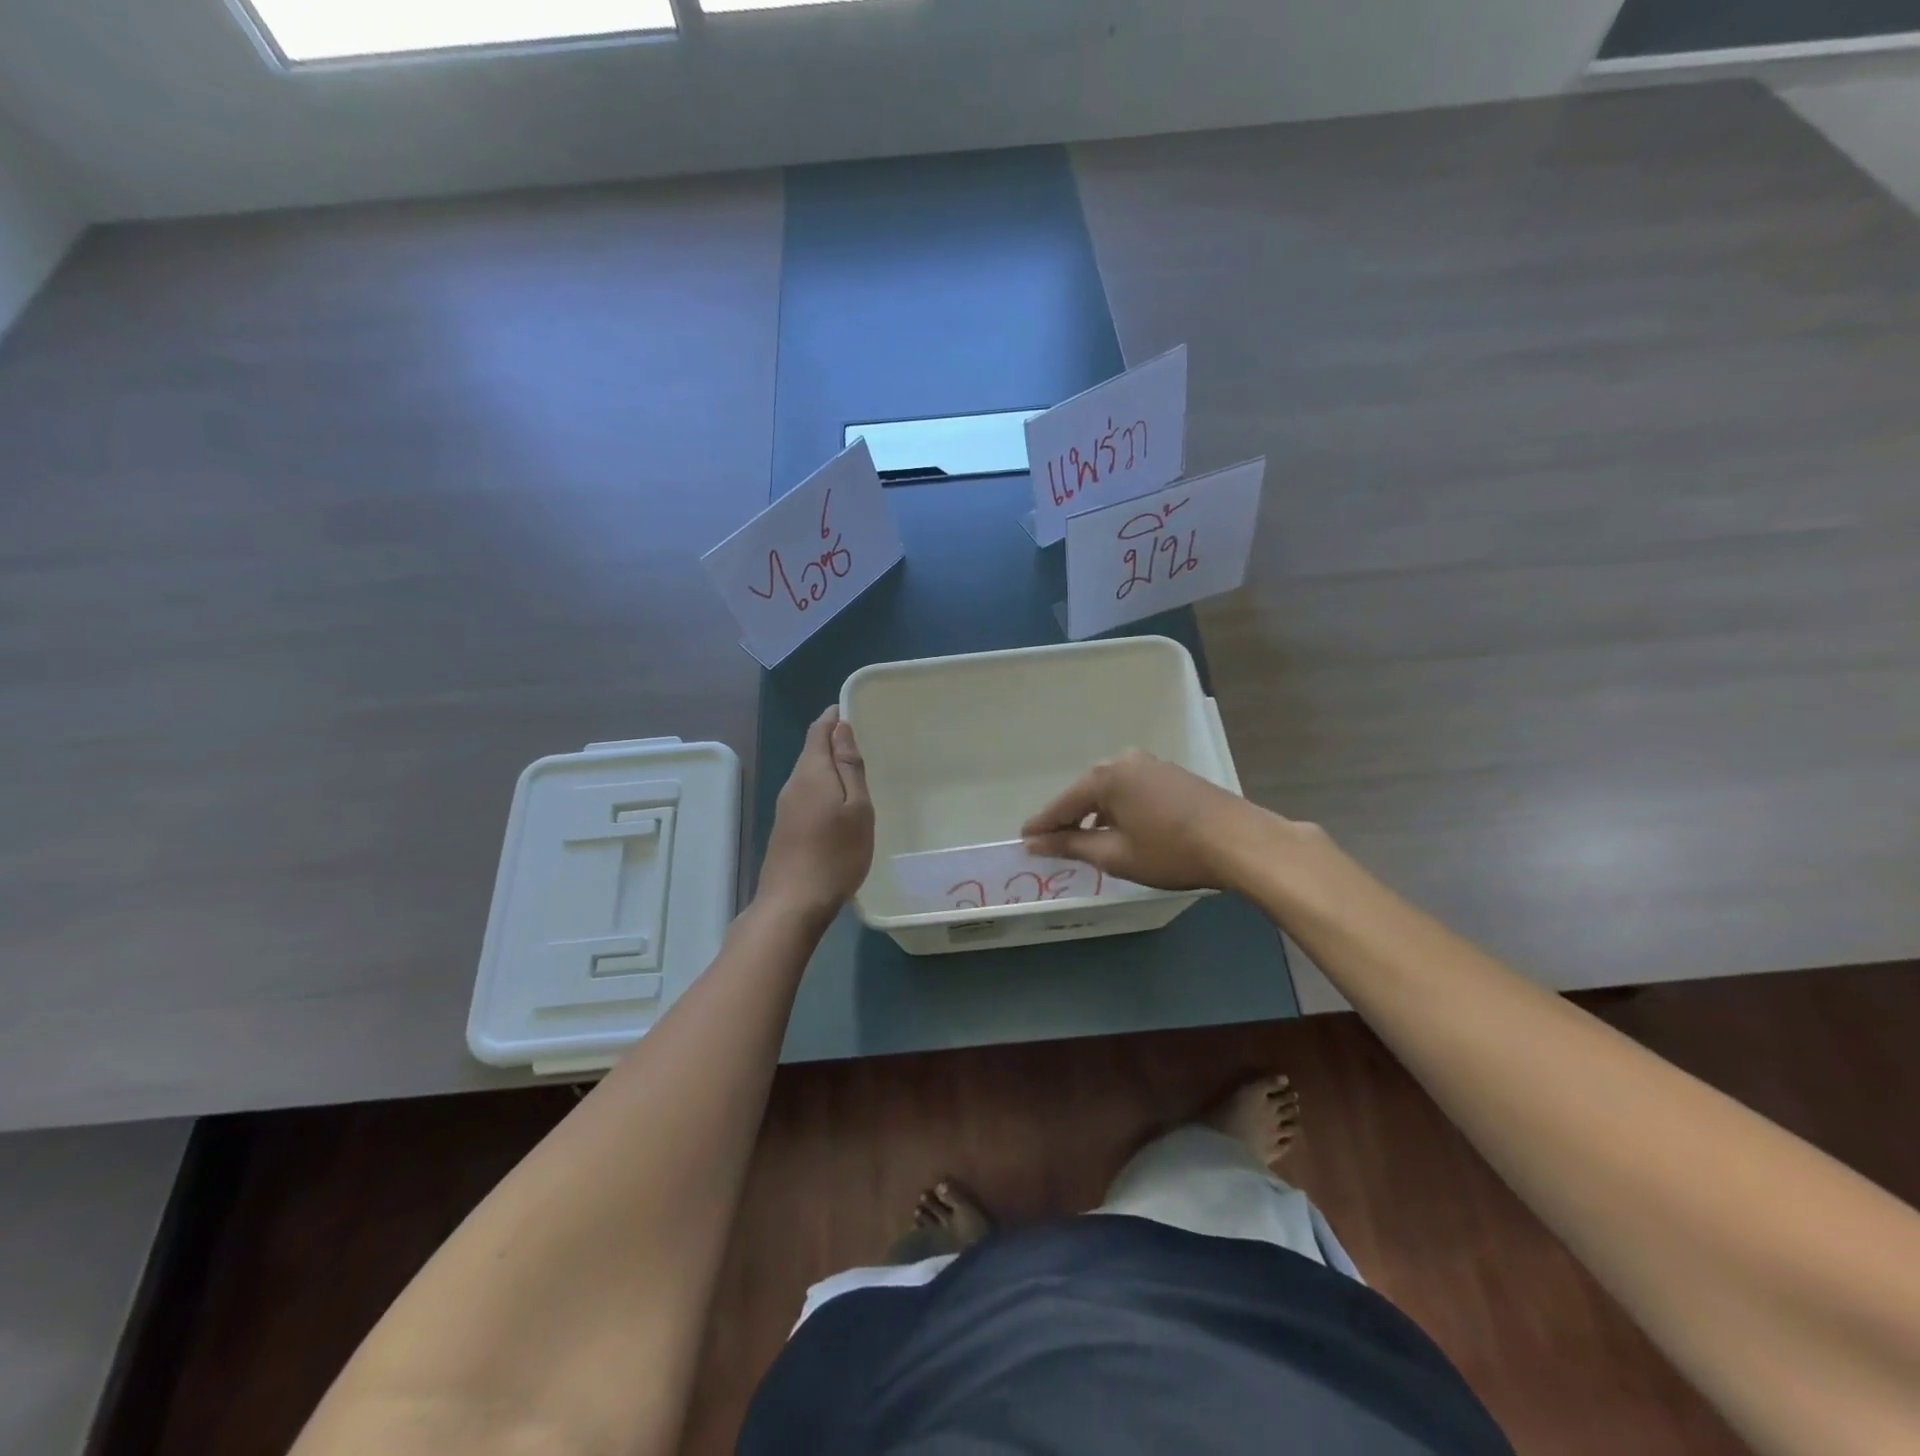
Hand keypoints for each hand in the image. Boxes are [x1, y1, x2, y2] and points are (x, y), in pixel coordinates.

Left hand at [757, 706, 873, 920]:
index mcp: (811, 772)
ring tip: (858, 770)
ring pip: (809, 773)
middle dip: (834, 740)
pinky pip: (807, 793)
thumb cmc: (836, 854)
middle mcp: (793, 783)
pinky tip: (840, 802)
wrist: (793, 903)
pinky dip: (825, 787)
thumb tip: (840, 726)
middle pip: (812, 750)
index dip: (835, 716)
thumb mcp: (856, 808)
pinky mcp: (786, 827)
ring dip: (830, 766)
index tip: (857, 711)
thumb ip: (849, 766)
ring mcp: (786, 806)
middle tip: (866, 741)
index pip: (819, 729)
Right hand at [1022, 750, 1296, 893]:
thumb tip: (1036, 843)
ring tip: (1083, 842)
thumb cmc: (1171, 850)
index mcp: (1106, 776)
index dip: (1042, 826)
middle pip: (1085, 793)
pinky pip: (1131, 791)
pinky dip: (1118, 810)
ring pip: (1109, 792)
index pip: (1062, 804)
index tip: (1022, 842)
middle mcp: (1125, 761)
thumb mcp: (1115, 854)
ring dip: (1094, 815)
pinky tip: (1120, 830)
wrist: (1240, 841)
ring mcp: (1151, 765)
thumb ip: (1071, 845)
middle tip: (1050, 844)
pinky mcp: (1171, 775)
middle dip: (1068, 819)